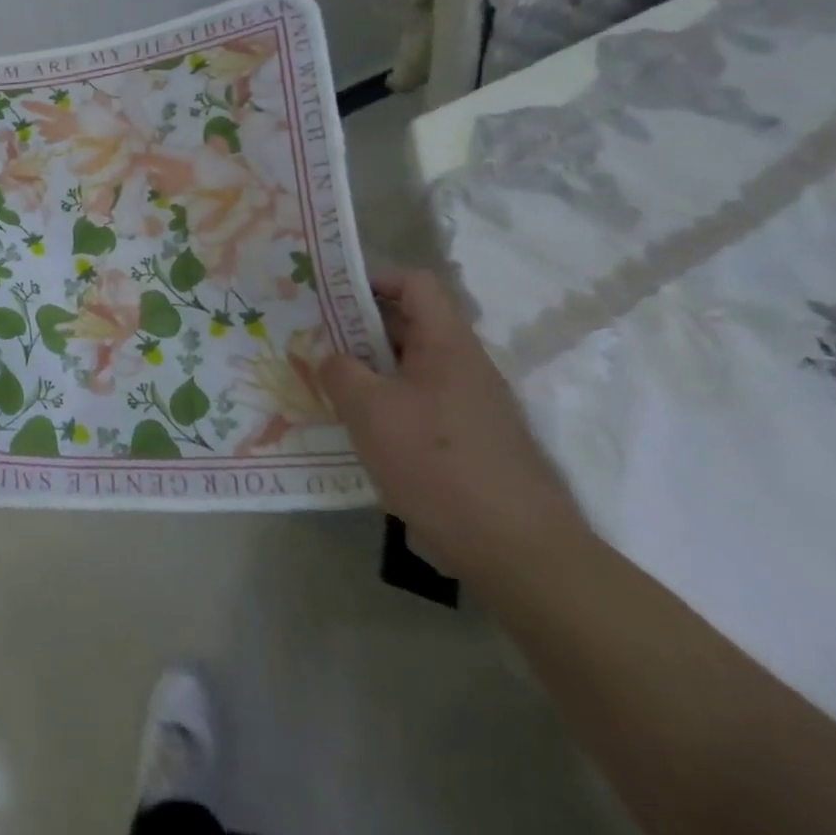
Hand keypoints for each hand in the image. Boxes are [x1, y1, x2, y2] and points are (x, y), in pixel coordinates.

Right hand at [316, 271, 588, 586]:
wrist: (519, 552)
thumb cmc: (438, 465)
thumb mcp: (369, 411)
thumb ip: (340, 372)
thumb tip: (333, 360)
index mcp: (448, 344)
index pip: (415, 284)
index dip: (372, 281)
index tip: (330, 301)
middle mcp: (466, 366)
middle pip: (410, 324)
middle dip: (360, 329)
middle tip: (316, 345)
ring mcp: (473, 405)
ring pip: (412, 368)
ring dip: (371, 371)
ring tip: (331, 390)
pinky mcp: (473, 441)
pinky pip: (422, 403)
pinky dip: (389, 406)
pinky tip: (364, 434)